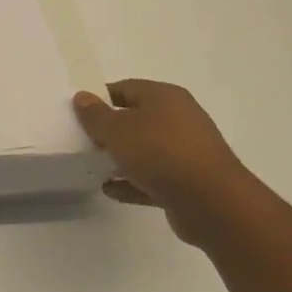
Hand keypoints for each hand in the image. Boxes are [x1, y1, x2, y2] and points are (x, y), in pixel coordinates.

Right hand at [72, 80, 265, 246]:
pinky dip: (133, 182)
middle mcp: (180, 119)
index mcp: (165, 97)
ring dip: (122, 158)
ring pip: (146, 150)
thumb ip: (95, 115)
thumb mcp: (117, 130)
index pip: (125, 88)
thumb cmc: (160, 153)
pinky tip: (111, 190)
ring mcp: (187, 152)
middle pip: (137, 118)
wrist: (213, 204)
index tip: (79, 113)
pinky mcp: (190, 183)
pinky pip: (154, 178)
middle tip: (84, 139)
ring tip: (94, 165)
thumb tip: (82, 97)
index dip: (100, 98)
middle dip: (111, 129)